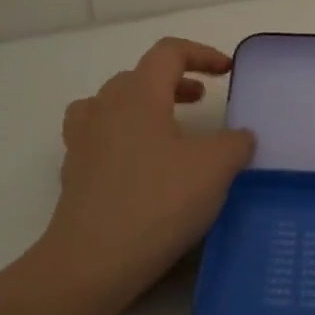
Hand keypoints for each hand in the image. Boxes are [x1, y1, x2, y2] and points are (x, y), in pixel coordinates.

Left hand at [41, 38, 256, 306]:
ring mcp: (83, 142)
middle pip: (138, 76)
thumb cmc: (159, 202)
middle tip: (200, 100)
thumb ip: (235, 143)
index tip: (226, 71)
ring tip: (166, 128)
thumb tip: (239, 137)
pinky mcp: (75, 175)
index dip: (201, 54)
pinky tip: (141, 166)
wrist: (93, 261)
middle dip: (173, 82)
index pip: (168, 53)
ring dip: (142, 106)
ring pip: (111, 105)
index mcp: (138, 95)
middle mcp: (105, 109)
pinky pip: (98, 139)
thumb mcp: (215, 168)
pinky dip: (122, 138)